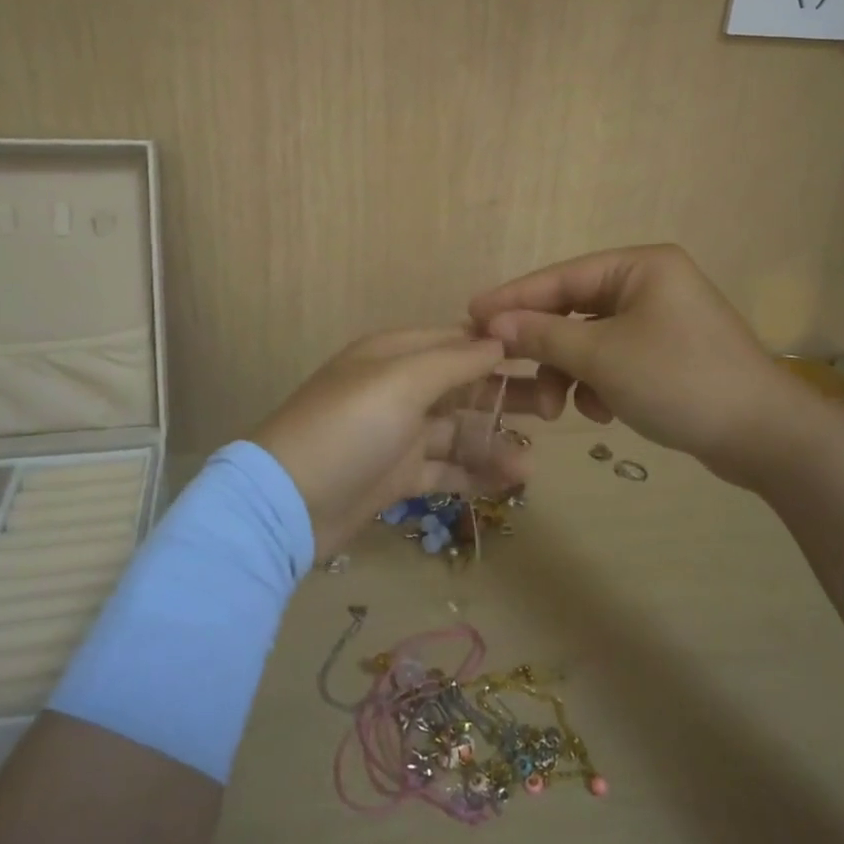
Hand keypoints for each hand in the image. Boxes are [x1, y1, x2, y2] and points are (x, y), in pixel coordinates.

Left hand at [252, 329, 529, 552]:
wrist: (287, 504)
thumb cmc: (348, 427)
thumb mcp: (401, 382)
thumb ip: (454, 361)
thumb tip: (499, 339)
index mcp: (395, 354)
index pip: (457, 341)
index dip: (500, 347)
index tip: (547, 356)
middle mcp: (398, 389)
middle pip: (464, 386)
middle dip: (506, 395)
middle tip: (555, 408)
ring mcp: (398, 435)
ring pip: (458, 432)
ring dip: (494, 444)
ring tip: (530, 465)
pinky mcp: (397, 476)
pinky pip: (445, 468)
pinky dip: (474, 473)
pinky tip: (509, 482)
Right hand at [469, 244, 812, 478]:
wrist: (764, 436)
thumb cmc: (679, 380)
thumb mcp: (602, 356)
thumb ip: (543, 334)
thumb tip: (491, 320)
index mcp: (639, 266)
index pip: (560, 277)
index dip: (512, 298)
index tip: (469, 315)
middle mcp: (649, 284)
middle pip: (573, 310)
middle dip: (545, 349)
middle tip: (507, 373)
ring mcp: (660, 321)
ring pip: (590, 340)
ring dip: (570, 374)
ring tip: (561, 410)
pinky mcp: (667, 354)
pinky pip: (614, 360)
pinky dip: (599, 384)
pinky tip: (604, 412)